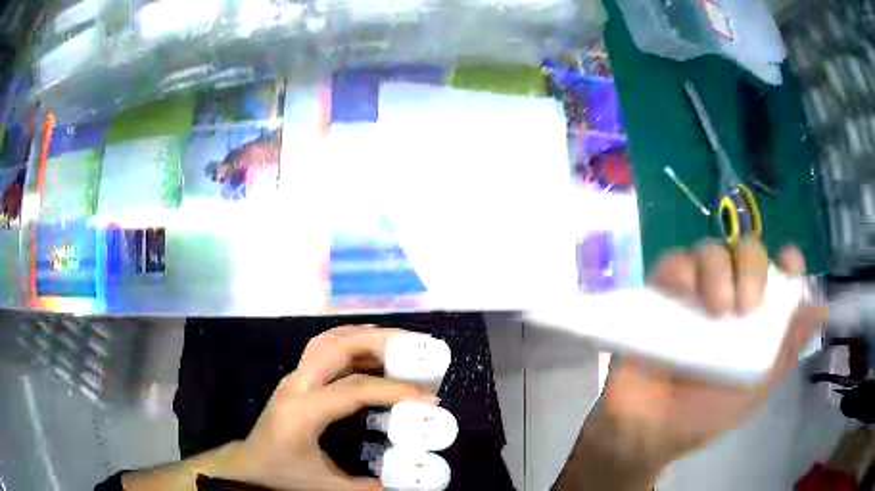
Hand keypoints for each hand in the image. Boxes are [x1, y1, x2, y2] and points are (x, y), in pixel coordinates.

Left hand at [123, 326, 434, 490]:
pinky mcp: (295, 378)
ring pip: (327, 340)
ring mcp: (293, 377)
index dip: (393, 390)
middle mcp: (296, 385)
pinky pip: (323, 348)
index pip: (352, 389)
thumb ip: (366, 487)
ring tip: (398, 343)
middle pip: (336, 346)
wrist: (247, 464)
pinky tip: (371, 353)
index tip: (428, 396)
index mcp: (302, 412)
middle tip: (415, 348)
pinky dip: (351, 342)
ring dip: (364, 335)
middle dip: (379, 341)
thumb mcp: (325, 486)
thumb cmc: (281, 473)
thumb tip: (407, 485)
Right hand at [600, 238, 827, 467]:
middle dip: (752, 268)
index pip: (779, 273)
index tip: (790, 268)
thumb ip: (787, 350)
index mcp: (756, 318)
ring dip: (719, 270)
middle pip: (747, 250)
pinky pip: (674, 262)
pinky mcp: (661, 294)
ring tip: (716, 312)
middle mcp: (730, 296)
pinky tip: (684, 299)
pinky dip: (682, 272)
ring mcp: (695, 293)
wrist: (649, 429)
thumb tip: (822, 310)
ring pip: (712, 249)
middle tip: (747, 308)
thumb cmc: (704, 415)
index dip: (789, 263)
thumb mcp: (754, 390)